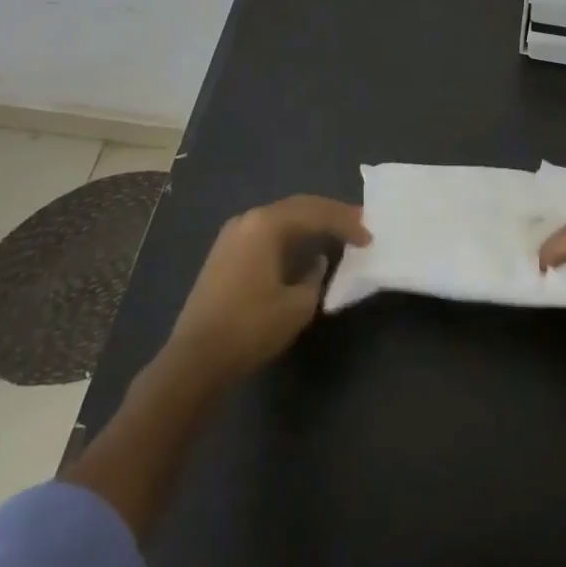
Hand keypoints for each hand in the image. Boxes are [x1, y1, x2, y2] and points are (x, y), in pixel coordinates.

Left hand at [164, 195, 370, 385]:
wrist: (195, 359)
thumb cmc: (251, 328)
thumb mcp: (297, 305)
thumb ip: (316, 276)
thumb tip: (317, 262)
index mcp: (266, 224)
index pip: (316, 212)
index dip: (346, 223)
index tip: (369, 237)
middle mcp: (248, 219)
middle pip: (298, 207)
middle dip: (330, 215)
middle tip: (358, 224)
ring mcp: (232, 235)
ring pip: (281, 218)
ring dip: (310, 224)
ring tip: (337, 233)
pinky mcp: (224, 253)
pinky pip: (266, 233)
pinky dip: (290, 236)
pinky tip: (304, 249)